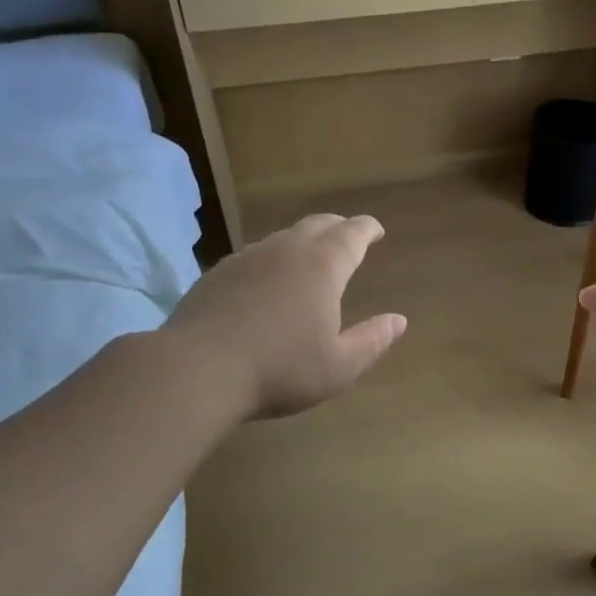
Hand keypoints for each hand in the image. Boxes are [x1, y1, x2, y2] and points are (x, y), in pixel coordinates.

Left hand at [162, 214, 405, 418]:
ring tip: (310, 258)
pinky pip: (255, 255)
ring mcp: (247, 258)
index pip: (352, 234)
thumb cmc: (280, 370)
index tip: (376, 230)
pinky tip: (267, 281)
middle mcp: (286, 250)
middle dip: (338, 228)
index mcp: (322, 266)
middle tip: (349, 237)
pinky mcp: (218, 273)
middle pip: (317, 225)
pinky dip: (272, 259)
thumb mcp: (339, 367)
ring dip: (303, 241)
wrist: (197, 370)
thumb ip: (372, 341)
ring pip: (283, 237)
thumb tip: (398, 321)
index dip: (367, 229)